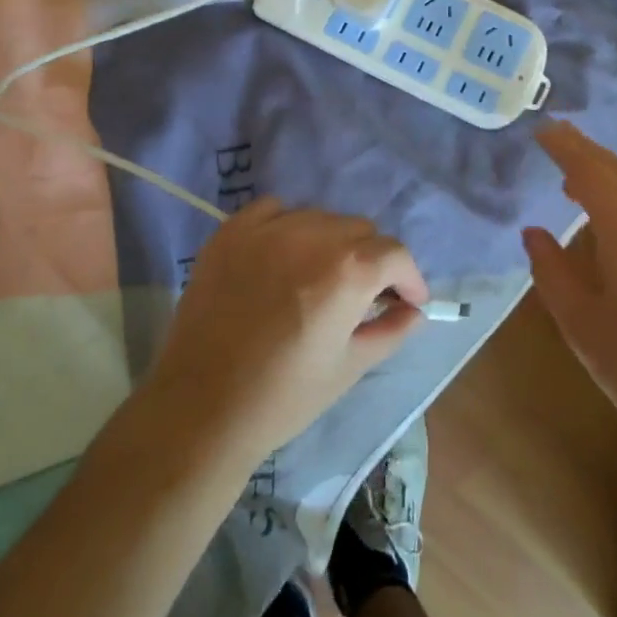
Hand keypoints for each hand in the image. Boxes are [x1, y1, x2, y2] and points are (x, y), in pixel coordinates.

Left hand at [146, 198, 430, 463]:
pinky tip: (282, 255)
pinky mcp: (232, 231)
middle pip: (360, 230)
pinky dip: (288, 225)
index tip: (405, 301)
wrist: (201, 406)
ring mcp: (268, 228)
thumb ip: (391, 331)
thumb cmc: (284, 396)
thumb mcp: (350, 367)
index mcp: (349, 270)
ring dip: (330, 241)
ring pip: (320, 217)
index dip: (407, 278)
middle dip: (371, 260)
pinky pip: (274, 210)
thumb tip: (414, 310)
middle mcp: (313, 235)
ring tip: (318, 276)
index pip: (395, 254)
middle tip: (361, 295)